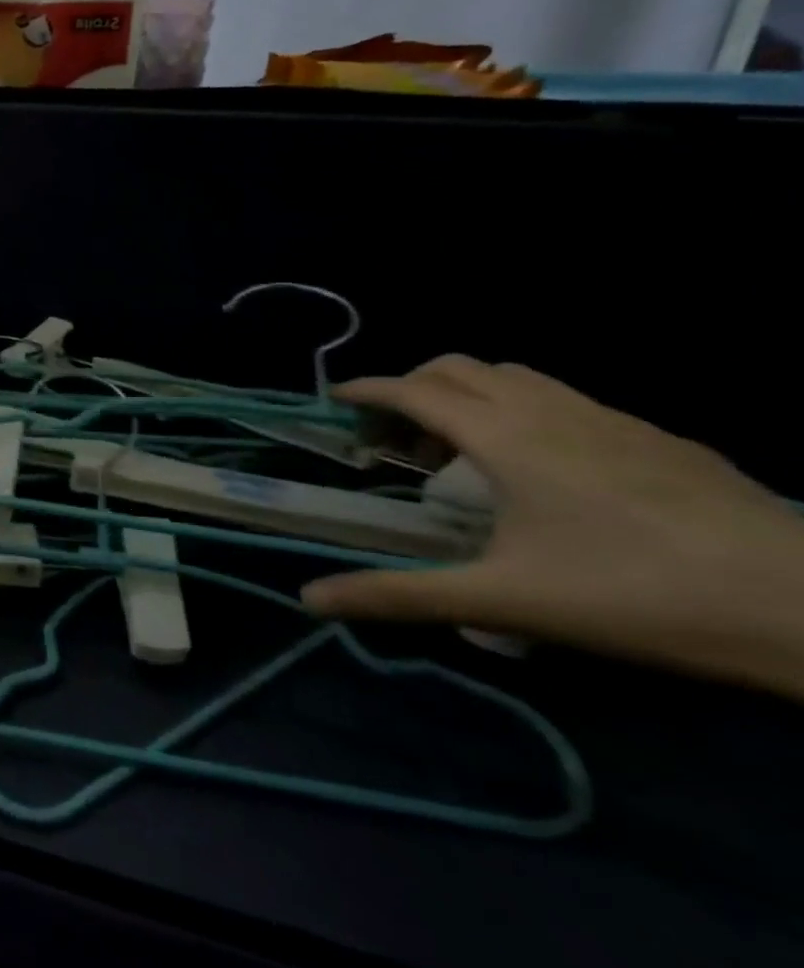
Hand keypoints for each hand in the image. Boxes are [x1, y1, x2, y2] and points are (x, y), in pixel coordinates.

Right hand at [302, 356, 803, 699]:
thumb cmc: (635, 595)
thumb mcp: (502, 601)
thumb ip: (400, 595)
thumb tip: (309, 599)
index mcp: (502, 436)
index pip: (413, 390)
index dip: (367, 389)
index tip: (336, 401)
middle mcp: (548, 410)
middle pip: (458, 366)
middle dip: (412, 387)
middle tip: (397, 438)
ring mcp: (610, 417)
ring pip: (515, 374)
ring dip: (469, 393)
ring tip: (463, 449)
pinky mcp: (658, 436)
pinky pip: (564, 398)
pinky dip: (523, 409)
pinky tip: (545, 467)